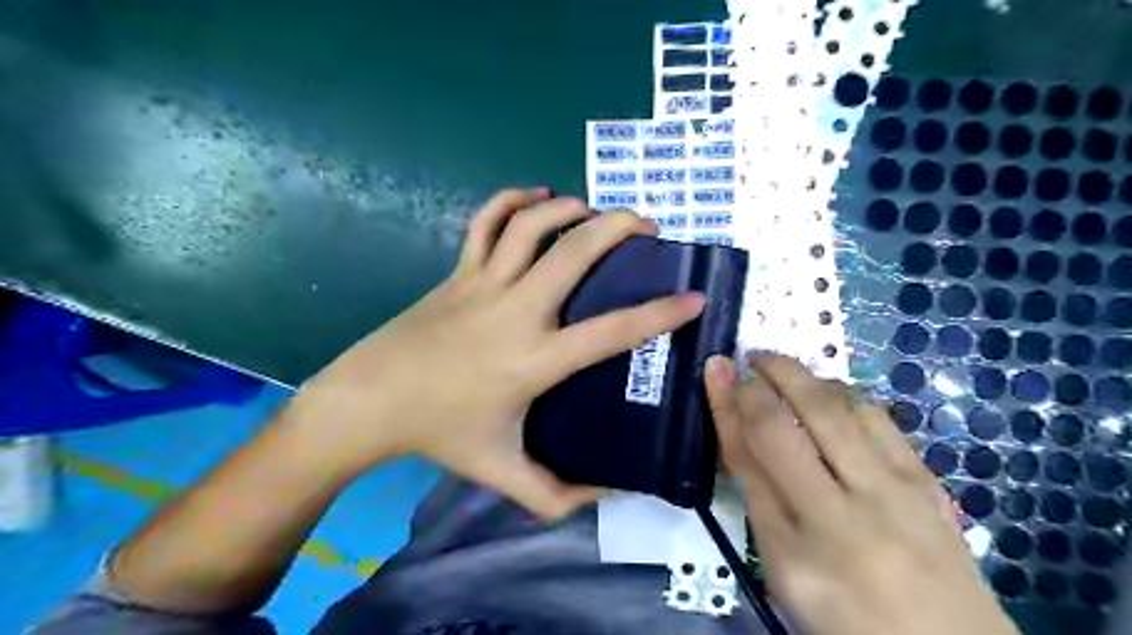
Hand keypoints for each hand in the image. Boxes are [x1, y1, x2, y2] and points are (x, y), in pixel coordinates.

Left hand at [287, 189, 704, 520]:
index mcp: (535, 359)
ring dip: (570, 208)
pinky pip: (486, 221)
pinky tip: (536, 195)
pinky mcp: (459, 270)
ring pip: (532, 225)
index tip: (692, 298)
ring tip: (595, 211)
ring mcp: (484, 283)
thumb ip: (555, 495)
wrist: (371, 400)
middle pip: (575, 252)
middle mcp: (516, 311)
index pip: (611, 332)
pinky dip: (512, 200)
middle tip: (646, 226)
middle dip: (618, 228)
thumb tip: (605, 497)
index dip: (659, 314)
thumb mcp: (502, 471)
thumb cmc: (440, 432)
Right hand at [706, 354, 1017, 634]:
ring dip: (806, 376)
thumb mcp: (783, 569)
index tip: (716, 369)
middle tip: (751, 357)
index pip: (748, 455)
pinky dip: (844, 393)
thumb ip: (758, 499)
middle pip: (796, 419)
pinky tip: (830, 392)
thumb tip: (738, 430)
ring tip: (784, 370)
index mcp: (795, 548)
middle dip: (769, 373)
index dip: (727, 404)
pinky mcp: (928, 481)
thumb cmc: (845, 615)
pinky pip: (879, 417)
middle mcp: (845, 512)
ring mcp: (896, 492)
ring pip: (842, 406)